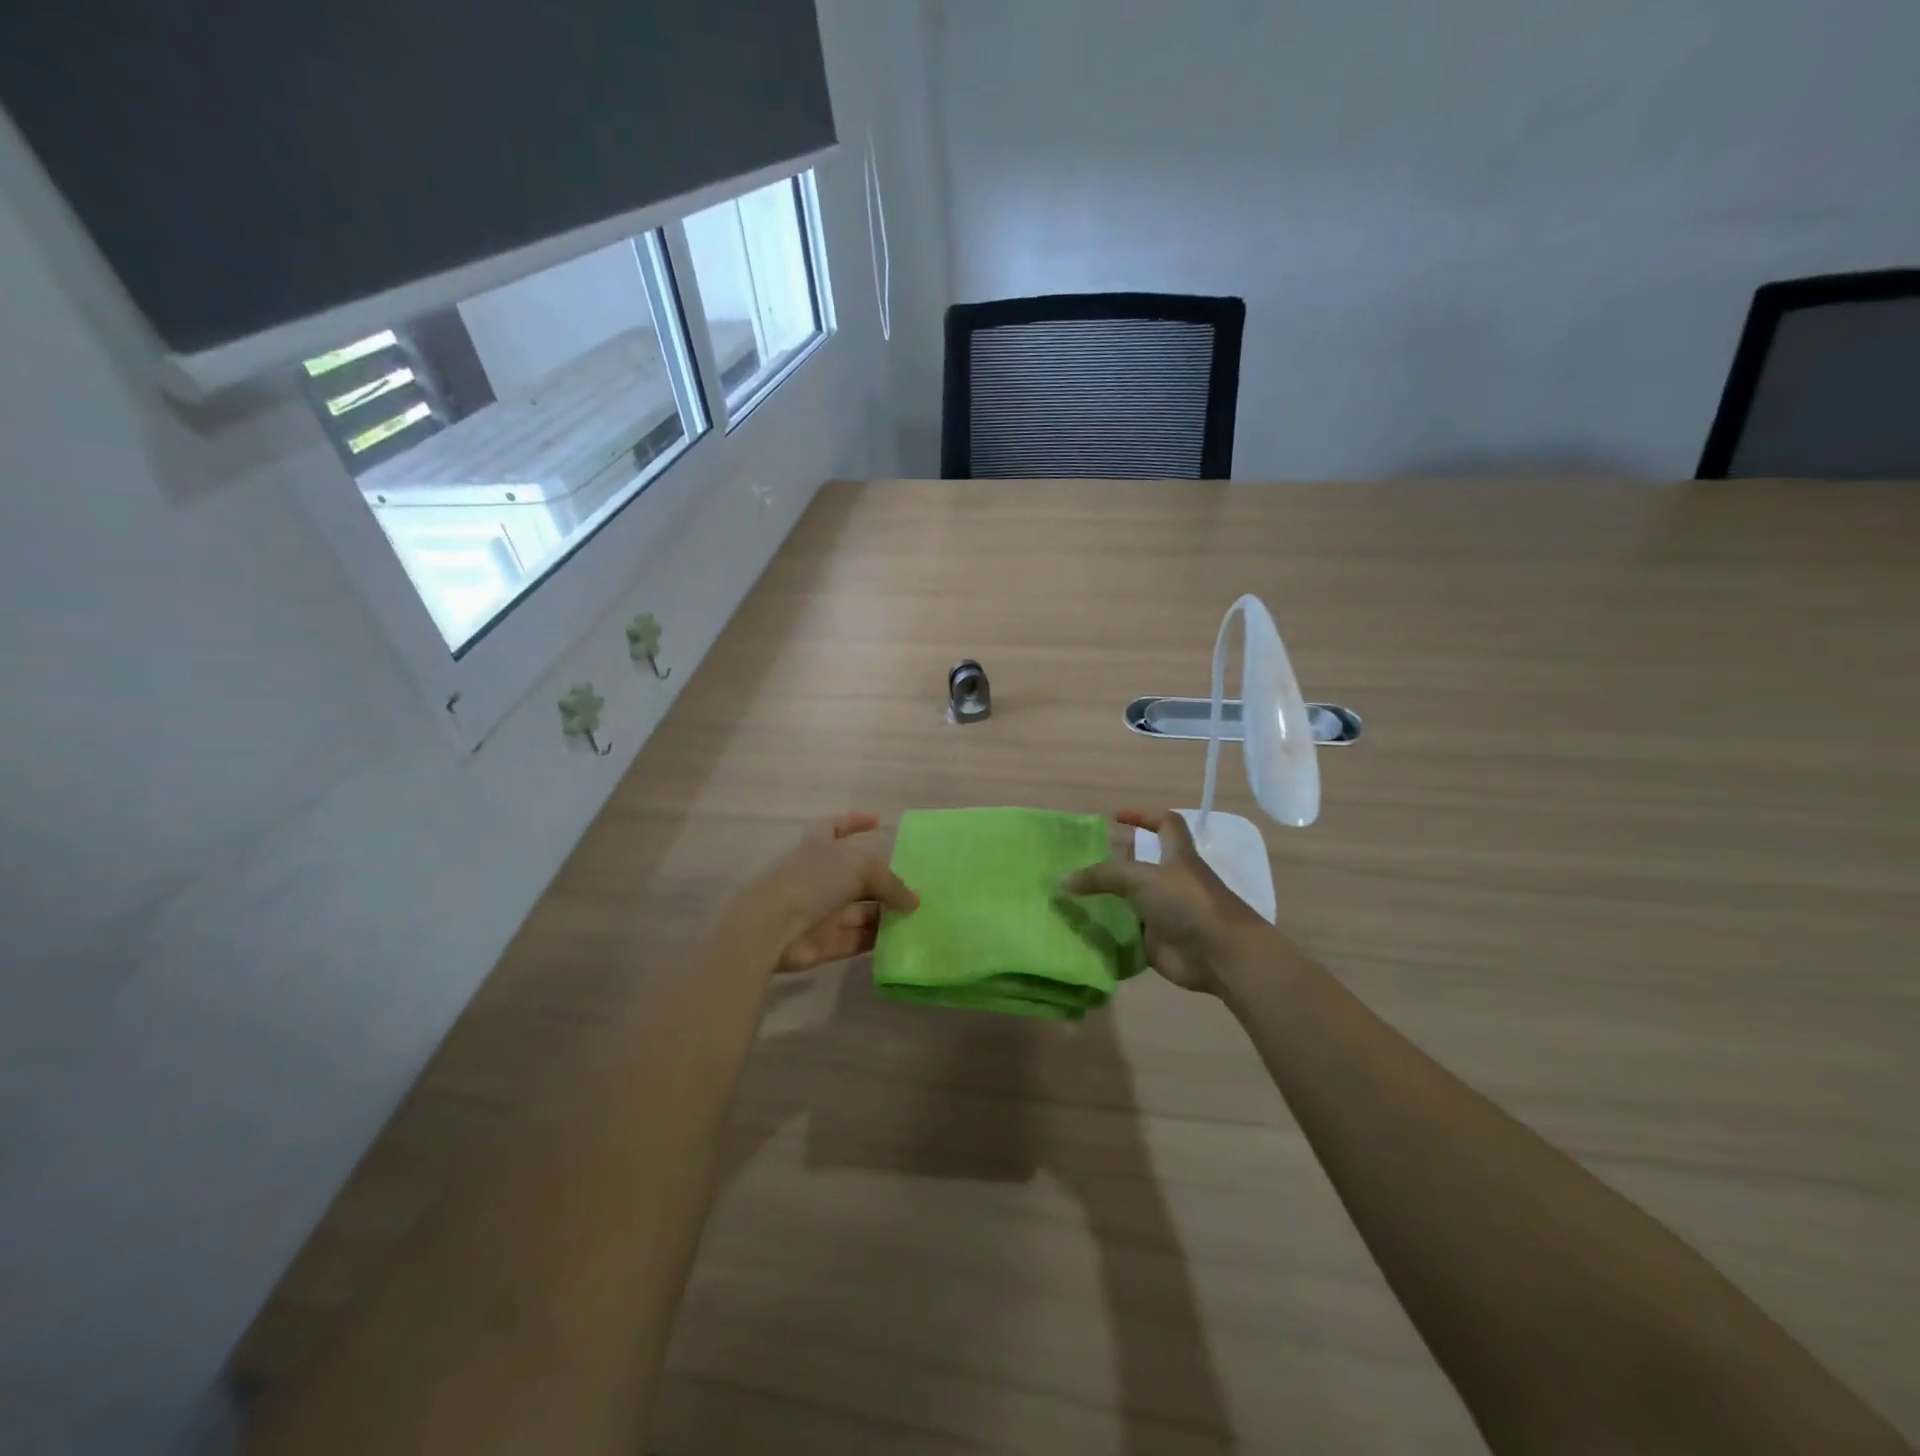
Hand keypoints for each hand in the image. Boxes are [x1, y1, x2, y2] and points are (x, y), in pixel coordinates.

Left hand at [753, 814, 918, 974]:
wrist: (774, 926)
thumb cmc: (814, 880)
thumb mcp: (860, 868)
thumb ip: (890, 883)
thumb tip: (913, 901)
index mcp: (819, 846)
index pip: (836, 826)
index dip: (855, 821)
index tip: (877, 820)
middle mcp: (820, 876)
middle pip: (858, 877)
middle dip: (885, 882)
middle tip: (917, 888)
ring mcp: (822, 910)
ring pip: (861, 911)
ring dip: (887, 914)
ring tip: (920, 917)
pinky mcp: (825, 942)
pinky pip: (858, 938)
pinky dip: (879, 939)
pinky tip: (905, 940)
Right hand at [1060, 809, 1267, 993]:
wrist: (1221, 955)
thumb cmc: (1188, 903)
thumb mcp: (1142, 878)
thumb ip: (1102, 876)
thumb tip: (1063, 881)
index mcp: (1177, 857)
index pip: (1165, 824)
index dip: (1144, 816)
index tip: (1115, 819)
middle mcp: (1171, 883)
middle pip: (1140, 867)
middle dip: (1112, 866)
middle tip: (1078, 867)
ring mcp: (1165, 915)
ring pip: (1130, 903)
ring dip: (1105, 903)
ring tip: (1069, 900)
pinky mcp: (1157, 944)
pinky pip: (1126, 936)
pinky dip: (1107, 936)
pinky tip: (1081, 933)